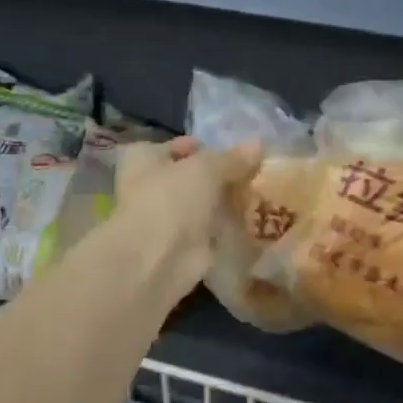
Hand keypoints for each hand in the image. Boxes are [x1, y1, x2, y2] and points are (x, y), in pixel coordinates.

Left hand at [114, 137, 261, 293]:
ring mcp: (165, 218)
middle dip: (218, 176)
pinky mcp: (182, 245)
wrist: (158, 258)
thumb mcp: (206, 168)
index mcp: (143, 158)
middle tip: (253, 172)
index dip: (202, 147)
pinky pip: (209, 229)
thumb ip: (232, 158)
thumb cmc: (171, 199)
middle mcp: (149, 186)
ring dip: (224, 202)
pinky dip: (226, 226)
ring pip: (201, 204)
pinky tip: (252, 220)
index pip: (176, 146)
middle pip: (190, 176)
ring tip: (259, 194)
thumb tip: (258, 144)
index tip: (233, 151)